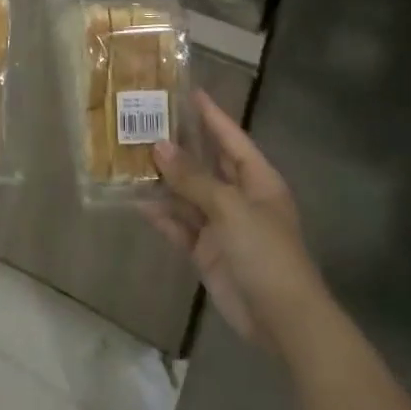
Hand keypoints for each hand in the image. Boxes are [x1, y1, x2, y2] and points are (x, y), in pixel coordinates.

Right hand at [149, 92, 326, 353]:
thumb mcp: (230, 208)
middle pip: (205, 164)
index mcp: (257, 180)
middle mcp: (239, 197)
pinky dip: (160, 215)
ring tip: (128, 156)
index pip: (231, 138)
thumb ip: (193, 179)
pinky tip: (136, 200)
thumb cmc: (265, 252)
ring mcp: (221, 225)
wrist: (281, 318)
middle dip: (178, 145)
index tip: (188, 91)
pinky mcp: (206, 251)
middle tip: (145, 121)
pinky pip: (179, 226)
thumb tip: (159, 146)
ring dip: (163, 180)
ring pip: (187, 194)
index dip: (211, 115)